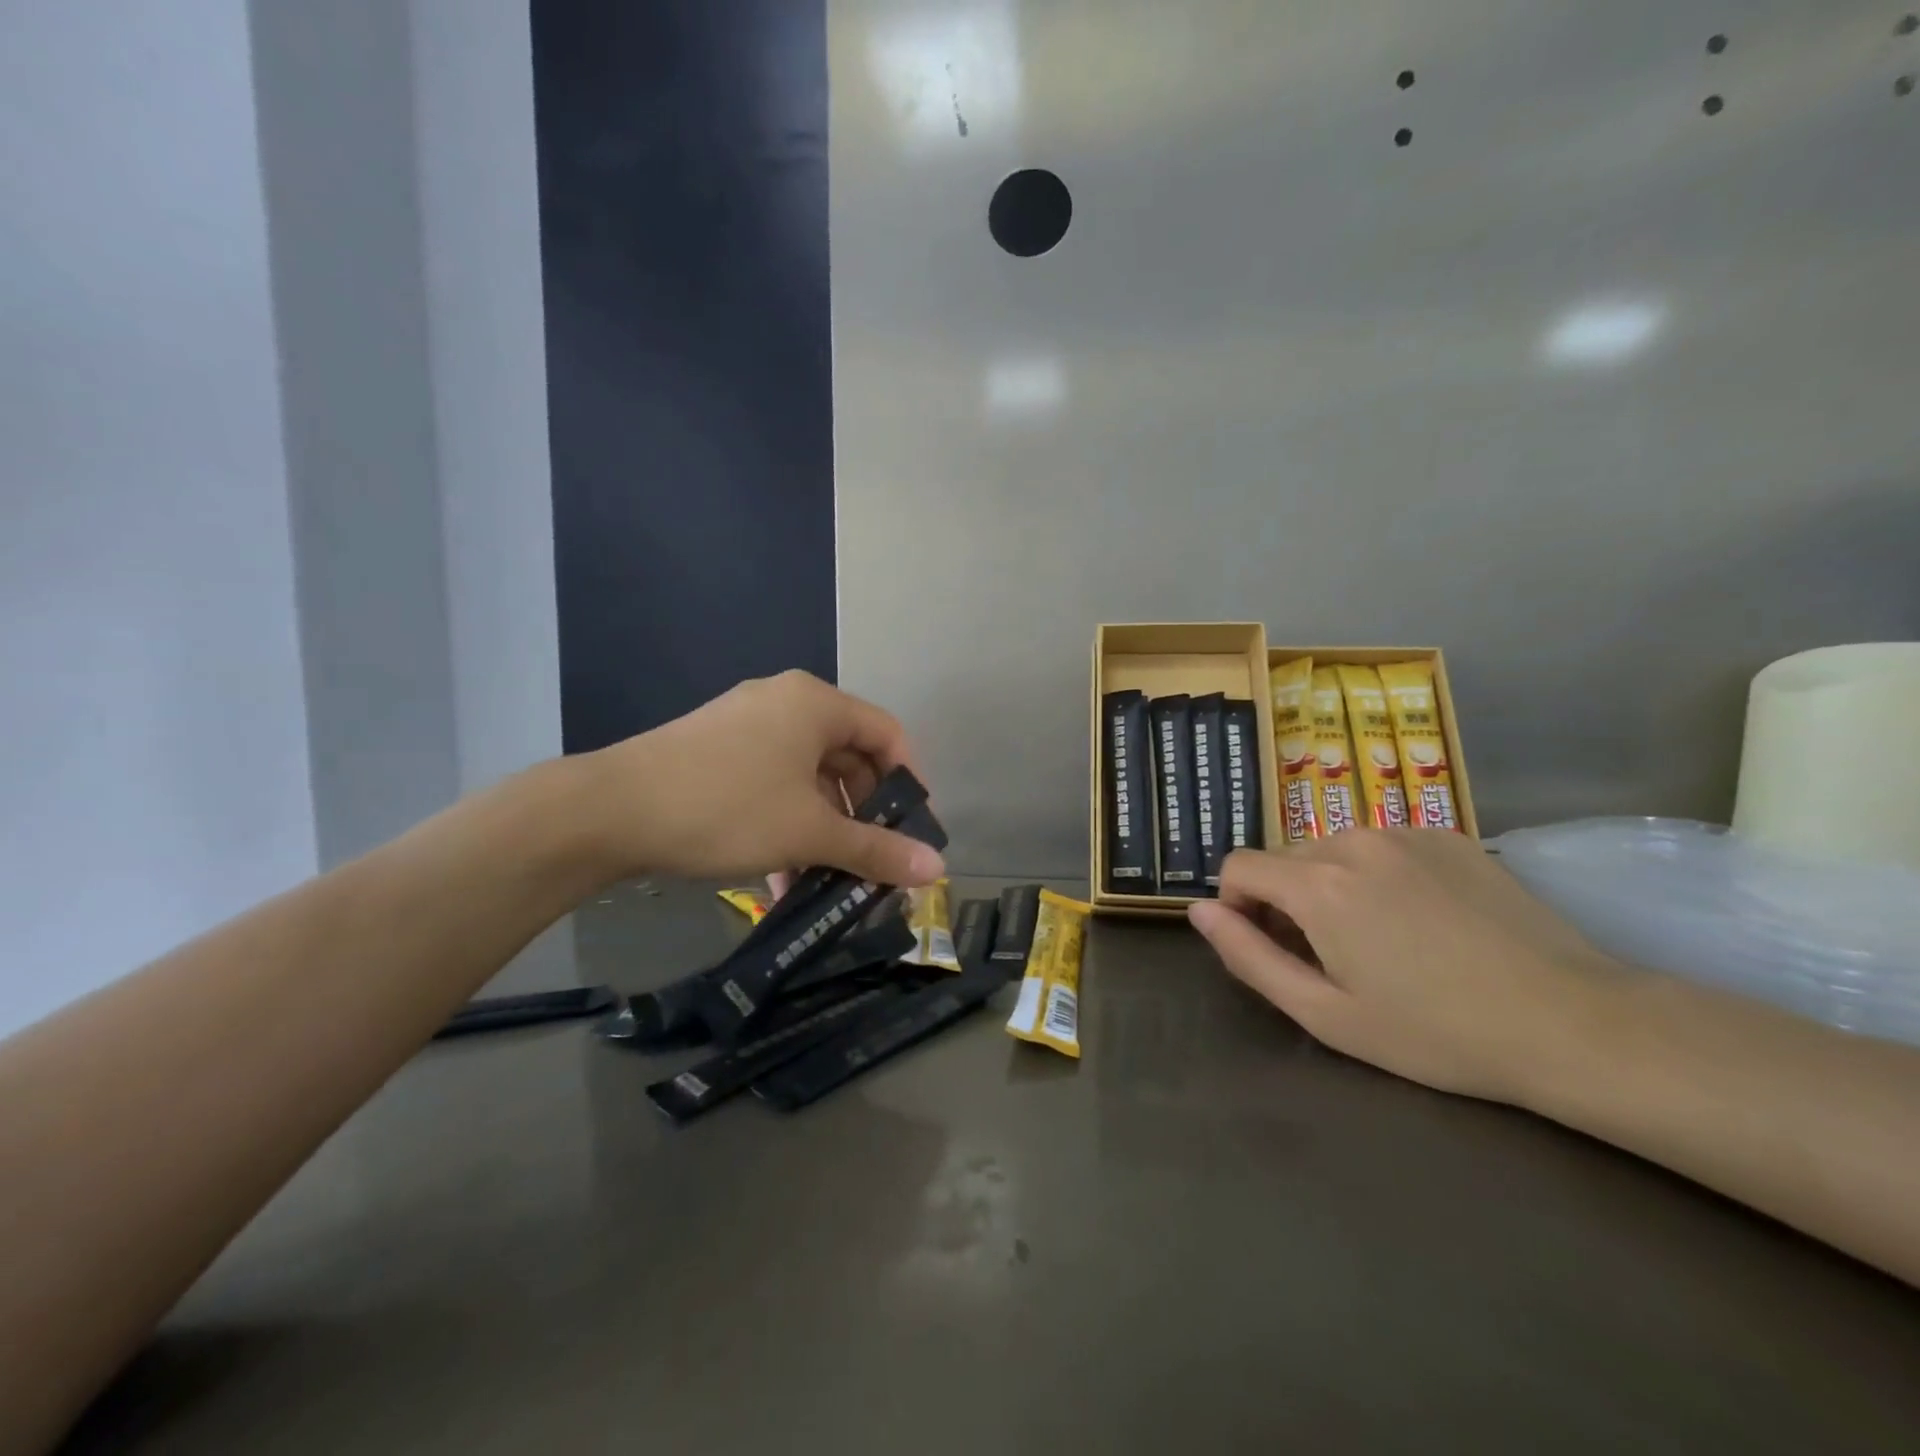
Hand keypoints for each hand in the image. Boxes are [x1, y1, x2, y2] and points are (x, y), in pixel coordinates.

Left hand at [581, 671, 945, 887]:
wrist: (609, 811)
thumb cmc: (727, 808)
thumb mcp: (809, 832)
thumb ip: (876, 850)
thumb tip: (938, 869)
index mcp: (816, 704)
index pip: (888, 734)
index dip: (911, 783)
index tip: (916, 831)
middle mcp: (785, 703)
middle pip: (849, 757)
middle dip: (865, 815)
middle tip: (875, 861)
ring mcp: (748, 726)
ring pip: (809, 777)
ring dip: (825, 829)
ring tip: (830, 881)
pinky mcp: (718, 752)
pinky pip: (774, 783)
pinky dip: (788, 824)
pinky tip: (784, 876)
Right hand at [1188, 830, 1625, 1103]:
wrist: (1573, 1022)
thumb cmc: (1437, 1032)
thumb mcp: (1325, 1013)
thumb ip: (1248, 956)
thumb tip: (1198, 910)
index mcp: (1317, 883)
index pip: (1238, 867)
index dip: (1237, 907)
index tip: (1270, 948)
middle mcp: (1353, 840)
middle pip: (1285, 859)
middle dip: (1286, 901)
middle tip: (1330, 958)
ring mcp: (1405, 832)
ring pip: (1332, 851)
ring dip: (1331, 887)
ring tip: (1380, 942)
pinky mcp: (1448, 836)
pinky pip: (1382, 847)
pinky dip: (1378, 875)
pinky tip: (1424, 921)